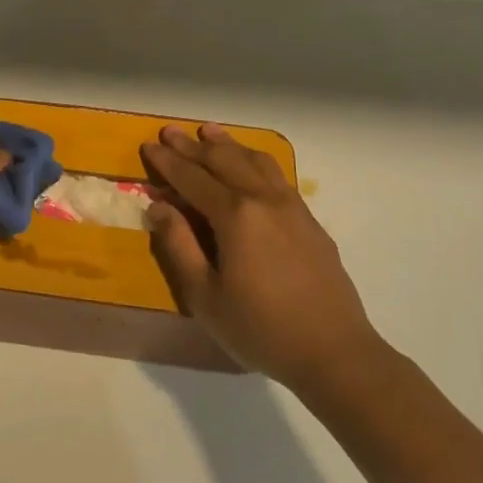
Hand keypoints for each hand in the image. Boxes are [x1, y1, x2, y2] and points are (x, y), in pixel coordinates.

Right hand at [141, 123, 383, 387]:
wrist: (334, 351)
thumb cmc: (260, 328)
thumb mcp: (204, 296)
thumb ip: (179, 246)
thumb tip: (158, 207)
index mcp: (235, 216)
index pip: (193, 178)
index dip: (168, 162)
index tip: (148, 145)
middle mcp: (264, 200)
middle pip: (224, 161)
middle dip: (193, 145)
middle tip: (170, 131)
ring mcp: (292, 207)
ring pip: (255, 161)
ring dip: (228, 145)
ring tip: (209, 132)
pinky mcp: (309, 221)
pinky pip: (277, 176)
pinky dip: (255, 160)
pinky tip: (251, 163)